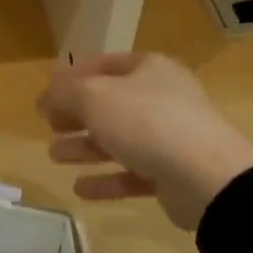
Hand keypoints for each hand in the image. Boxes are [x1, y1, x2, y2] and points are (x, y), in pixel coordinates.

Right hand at [37, 54, 252, 232]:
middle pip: (110, 103)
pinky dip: (106, 179)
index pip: (104, 64)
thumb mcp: (93, 97)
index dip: (72, 77)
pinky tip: (80, 188)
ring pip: (119, 139)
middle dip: (76, 115)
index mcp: (149, 69)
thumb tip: (46, 97)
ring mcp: (170, 138)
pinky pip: (132, 174)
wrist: (206, 177)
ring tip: (55, 156)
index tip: (46, 94)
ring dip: (85, 147)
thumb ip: (63, 93)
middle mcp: (162, 98)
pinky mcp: (172, 174)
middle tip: (50, 125)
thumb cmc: (145, 122)